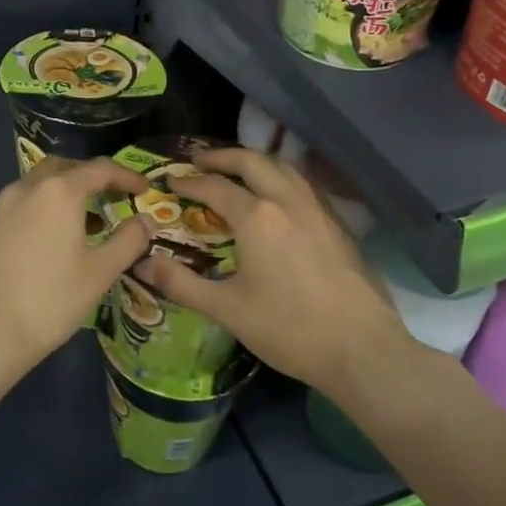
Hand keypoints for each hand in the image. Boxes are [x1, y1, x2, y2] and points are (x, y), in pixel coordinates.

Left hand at [0, 156, 151, 376]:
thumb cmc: (50, 300)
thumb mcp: (99, 272)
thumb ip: (128, 240)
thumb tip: (145, 221)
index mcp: (58, 191)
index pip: (100, 169)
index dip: (126, 175)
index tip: (144, 188)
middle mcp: (28, 188)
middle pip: (66, 167)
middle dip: (92, 176)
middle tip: (114, 195)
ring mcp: (3, 207)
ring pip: (41, 184)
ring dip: (67, 191)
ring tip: (91, 220)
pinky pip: (26, 203)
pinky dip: (47, 207)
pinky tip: (58, 238)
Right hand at [133, 147, 411, 393]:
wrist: (362, 350)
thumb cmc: (289, 330)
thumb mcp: (227, 310)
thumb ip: (181, 284)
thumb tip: (143, 263)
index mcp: (257, 218)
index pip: (215, 187)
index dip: (189, 182)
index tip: (170, 180)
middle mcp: (288, 202)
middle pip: (253, 161)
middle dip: (223, 156)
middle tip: (200, 160)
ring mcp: (319, 210)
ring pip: (284, 168)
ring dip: (256, 161)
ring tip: (237, 170)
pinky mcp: (339, 225)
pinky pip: (305, 185)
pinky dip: (282, 177)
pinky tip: (279, 196)